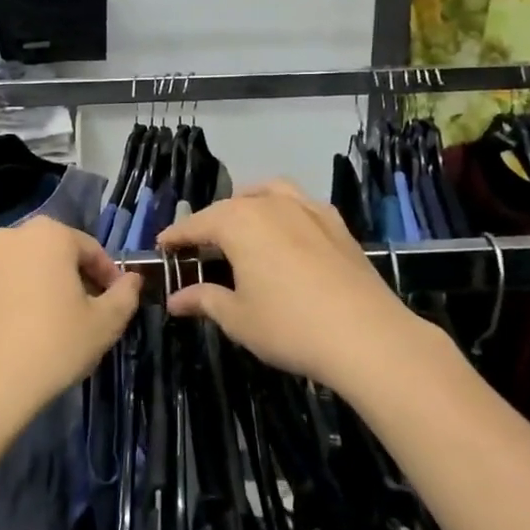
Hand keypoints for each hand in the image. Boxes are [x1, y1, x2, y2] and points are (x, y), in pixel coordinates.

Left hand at [0, 217, 141, 430]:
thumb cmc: (54, 345)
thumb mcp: (105, 323)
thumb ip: (125, 295)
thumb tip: (132, 279)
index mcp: (49, 234)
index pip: (91, 249)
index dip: (108, 276)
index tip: (116, 302)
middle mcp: (11, 235)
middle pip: (55, 252)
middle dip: (74, 277)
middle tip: (87, 311)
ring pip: (25, 266)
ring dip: (42, 284)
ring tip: (53, 321)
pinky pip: (0, 283)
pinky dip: (14, 296)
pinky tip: (21, 328)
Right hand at [159, 181, 431, 392]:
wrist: (367, 335)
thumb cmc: (289, 326)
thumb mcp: (237, 318)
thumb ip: (204, 300)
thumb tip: (175, 299)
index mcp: (238, 222)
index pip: (196, 224)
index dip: (176, 237)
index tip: (161, 247)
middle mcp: (270, 205)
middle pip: (229, 207)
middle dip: (209, 224)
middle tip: (197, 247)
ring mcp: (307, 209)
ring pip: (268, 193)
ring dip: (247, 204)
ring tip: (240, 225)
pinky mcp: (336, 224)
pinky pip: (300, 203)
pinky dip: (283, 209)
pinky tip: (286, 231)